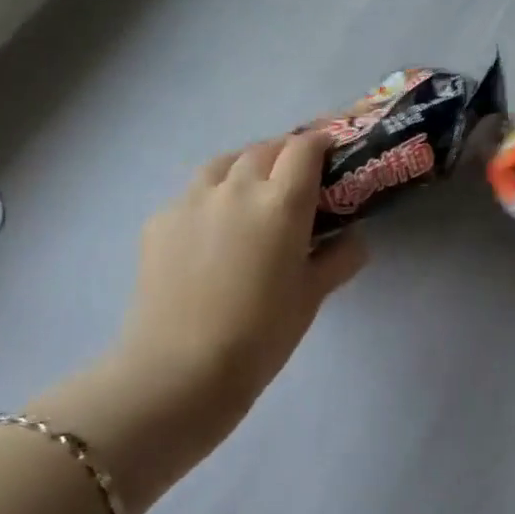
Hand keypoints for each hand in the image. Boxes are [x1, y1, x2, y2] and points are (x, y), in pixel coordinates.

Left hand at [34, 133, 366, 509]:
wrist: (180, 369)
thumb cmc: (261, 334)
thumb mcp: (312, 296)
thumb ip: (339, 258)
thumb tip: (354, 240)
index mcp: (281, 203)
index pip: (304, 149)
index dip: (321, 143)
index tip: (331, 152)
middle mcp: (236, 188)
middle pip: (264, 149)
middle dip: (285, 154)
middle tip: (297, 178)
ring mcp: (191, 200)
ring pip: (224, 163)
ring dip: (246, 166)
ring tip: (254, 192)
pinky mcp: (159, 220)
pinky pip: (193, 193)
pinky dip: (213, 197)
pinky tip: (215, 229)